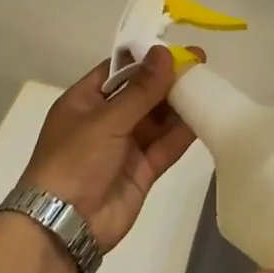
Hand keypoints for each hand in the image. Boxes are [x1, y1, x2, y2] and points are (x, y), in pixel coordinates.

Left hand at [21, 47, 197, 252]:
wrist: (64, 225)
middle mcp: (105, 120)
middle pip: (142, 93)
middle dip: (168, 80)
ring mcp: (124, 146)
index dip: (146, 58)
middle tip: (201, 63)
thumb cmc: (75, 160)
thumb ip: (141, 89)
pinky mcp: (142, 170)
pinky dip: (183, 133)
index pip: (118, 71)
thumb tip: (165, 52)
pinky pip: (165, 146)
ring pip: (157, 119)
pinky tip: (204, 116)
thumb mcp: (106, 119)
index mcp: (85, 101)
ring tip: (209, 85)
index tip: (176, 47)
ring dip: (179, 104)